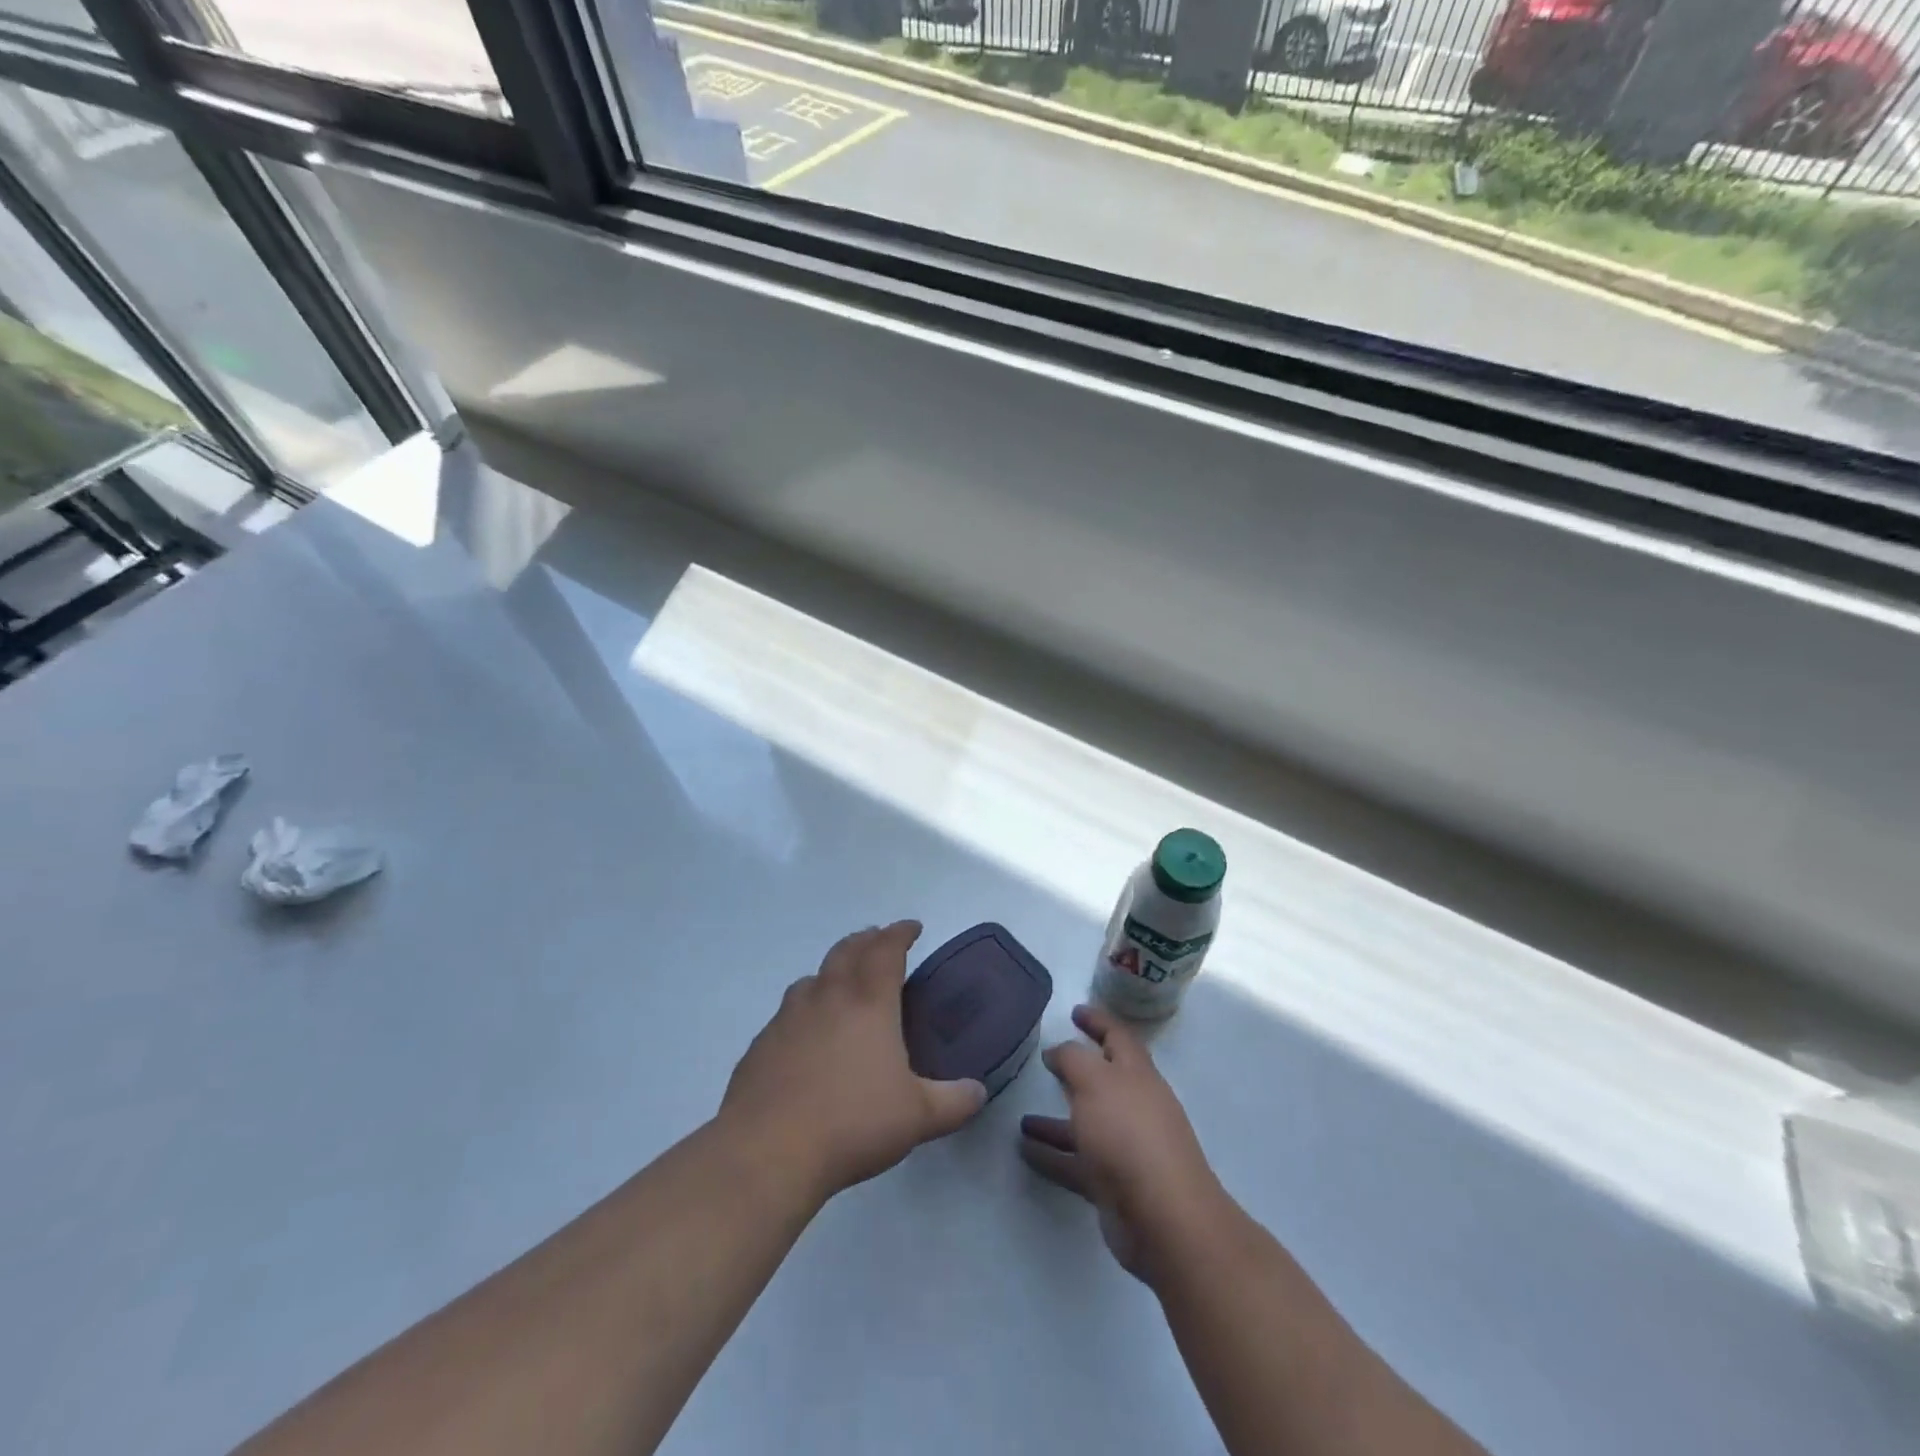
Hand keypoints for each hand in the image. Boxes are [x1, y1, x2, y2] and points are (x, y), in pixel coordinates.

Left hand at [720, 921, 986, 1204]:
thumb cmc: (852, 1123)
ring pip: (811, 978)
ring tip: (841, 985)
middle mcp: (827, 998)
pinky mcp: (761, 1046)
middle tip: (878, 941)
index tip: (912, 927)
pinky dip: (803, 1009)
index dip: (900, 933)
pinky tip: (805, 1037)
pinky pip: (786, 1013)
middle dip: (866, 940)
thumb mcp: (918, 1117)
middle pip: (846, 951)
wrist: (768, 1151)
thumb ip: (953, 1102)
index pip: (886, 950)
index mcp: (868, 1003)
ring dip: (831, 971)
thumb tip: (978, 1092)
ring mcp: (788, 1019)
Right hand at [1020, 1004, 1232, 1283]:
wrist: (1163, 1218)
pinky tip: (1025, 1151)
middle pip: (1103, 1080)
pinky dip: (1053, 1155)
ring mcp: (1126, 1147)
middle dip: (1076, 1070)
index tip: (1074, 1011)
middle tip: (1045, 1060)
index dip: (1097, 1020)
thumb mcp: (1095, 1081)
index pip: (1117, 1036)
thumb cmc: (1128, 1134)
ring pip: (1086, 1124)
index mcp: (1137, 1074)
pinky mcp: (1114, 1185)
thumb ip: (1072, 1059)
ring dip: (1056, 1119)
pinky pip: (1076, 1162)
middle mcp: (1135, 1106)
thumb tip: (1057, 1051)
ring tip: (1022, 1118)